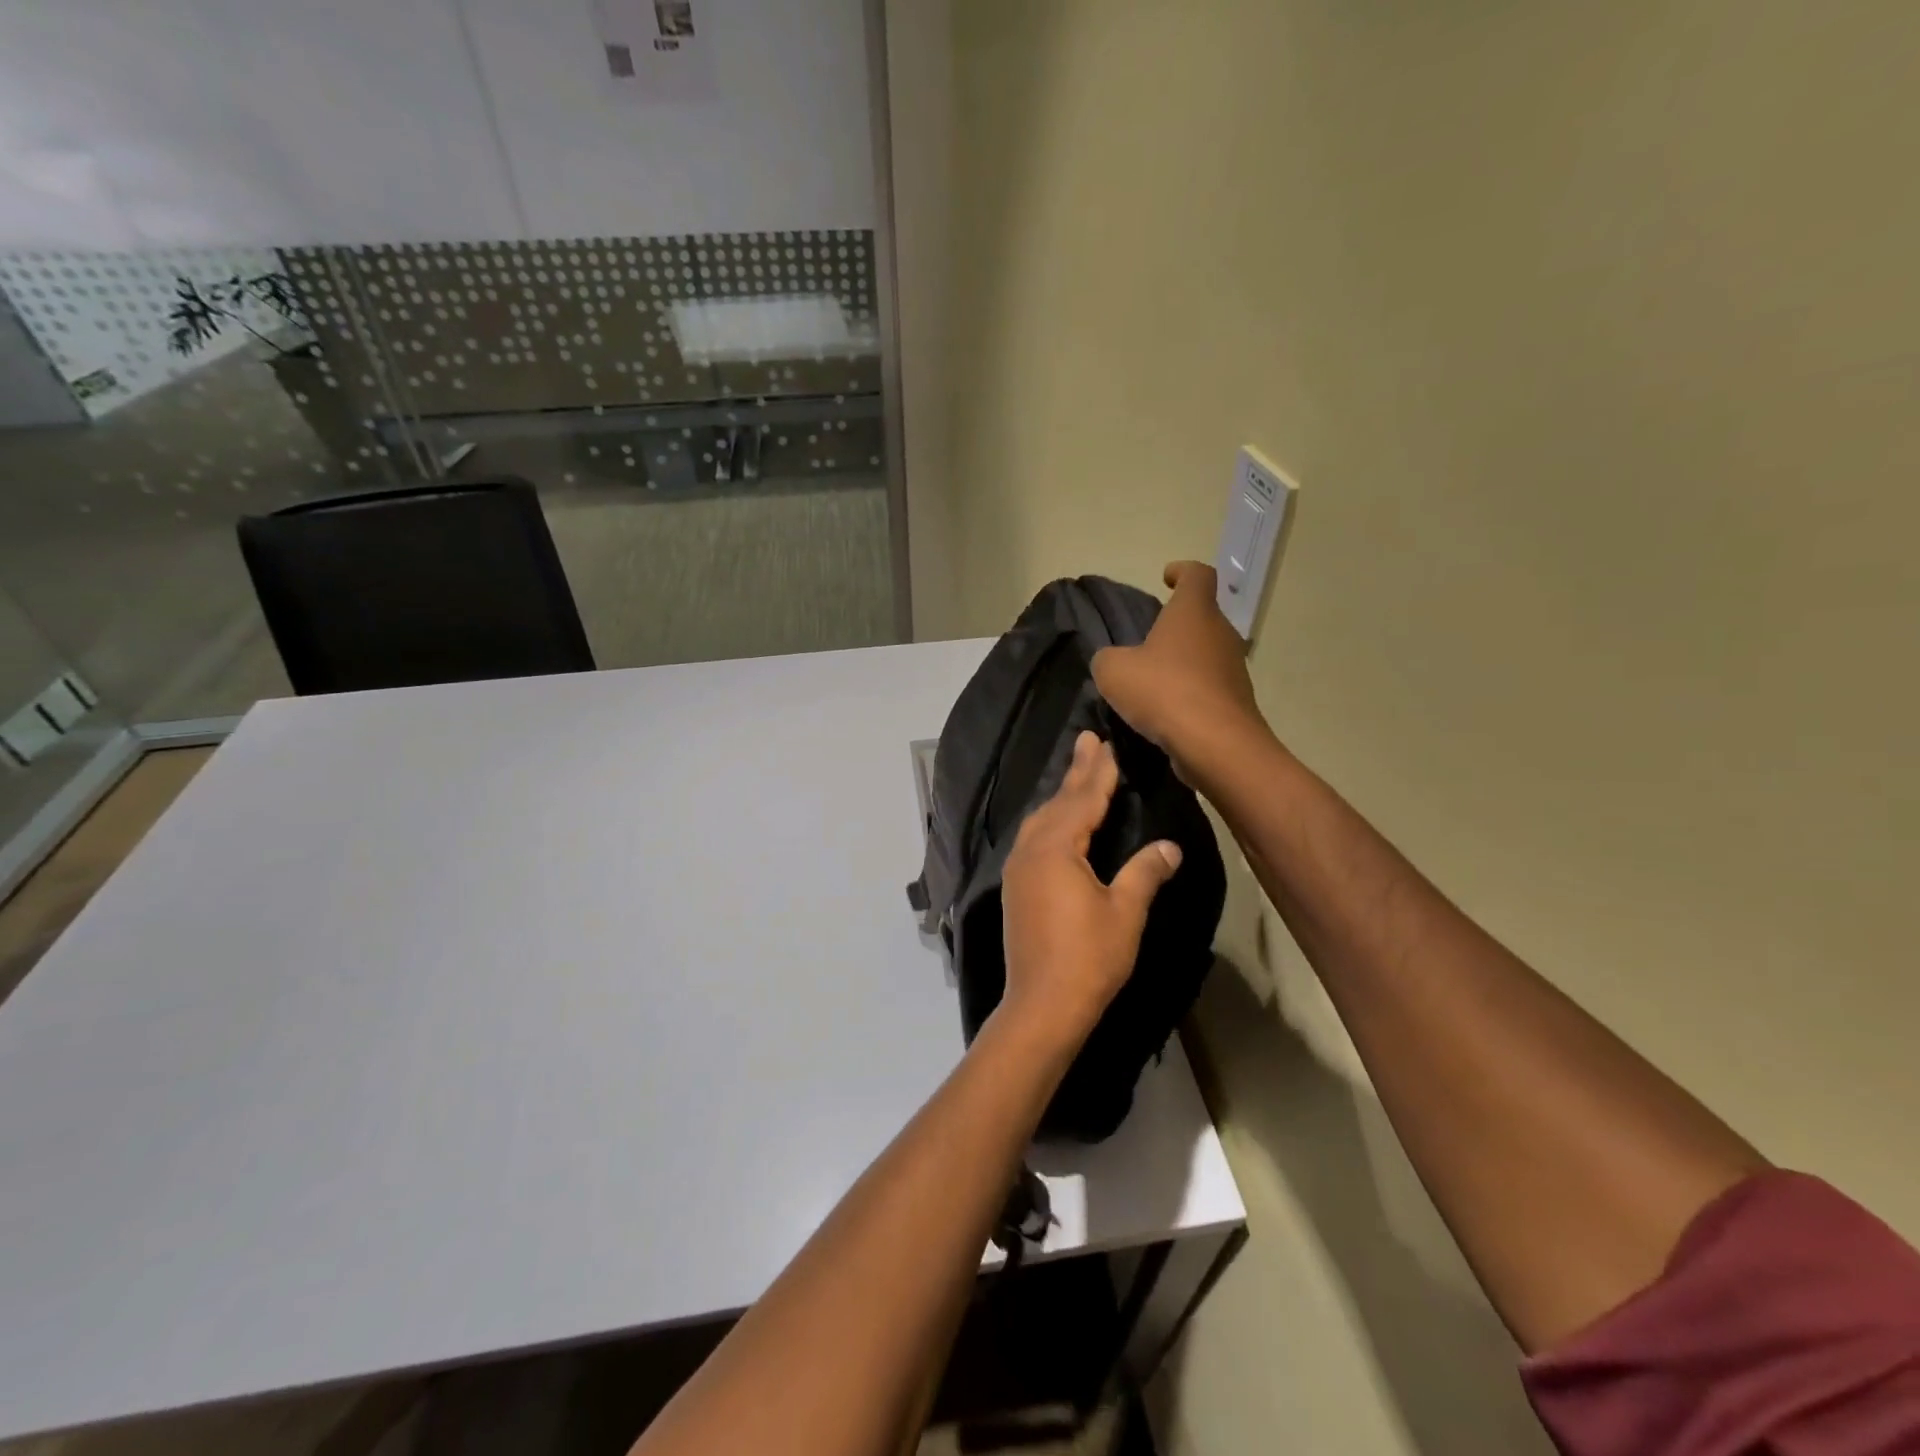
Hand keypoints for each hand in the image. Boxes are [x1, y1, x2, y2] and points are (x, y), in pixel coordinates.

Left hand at [998, 732, 1183, 1049]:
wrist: (1042, 1005)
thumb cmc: (1089, 958)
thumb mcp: (1125, 912)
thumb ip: (1144, 873)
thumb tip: (1170, 847)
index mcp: (1056, 849)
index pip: (1083, 800)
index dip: (1098, 772)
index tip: (1105, 743)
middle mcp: (1030, 850)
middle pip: (1057, 803)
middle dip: (1076, 773)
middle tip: (1087, 739)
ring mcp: (1018, 869)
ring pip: (1041, 820)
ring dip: (1060, 796)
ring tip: (1077, 775)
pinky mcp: (1015, 888)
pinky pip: (1033, 839)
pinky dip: (1050, 820)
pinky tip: (1057, 823)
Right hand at [1092, 561, 1266, 781]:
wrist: (1216, 744)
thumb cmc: (1163, 692)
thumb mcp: (1113, 672)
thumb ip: (1107, 659)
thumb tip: (1113, 661)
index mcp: (1194, 612)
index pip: (1197, 575)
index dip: (1182, 572)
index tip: (1166, 578)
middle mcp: (1220, 633)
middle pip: (1202, 616)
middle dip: (1178, 624)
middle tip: (1149, 640)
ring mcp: (1234, 668)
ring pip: (1207, 653)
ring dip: (1183, 661)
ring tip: (1153, 681)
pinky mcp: (1236, 701)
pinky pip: (1209, 687)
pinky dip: (1190, 692)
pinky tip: (1167, 712)